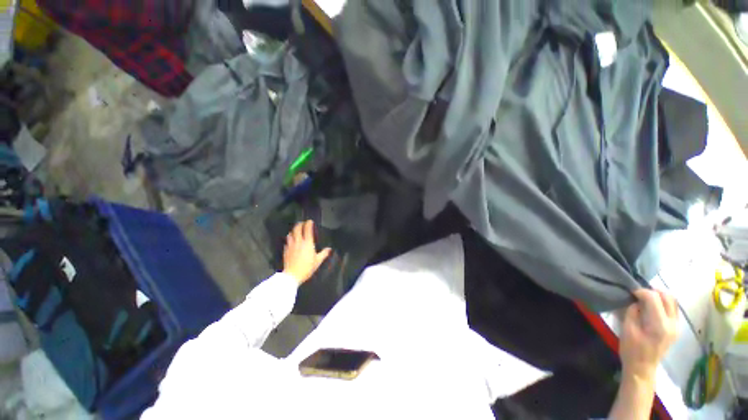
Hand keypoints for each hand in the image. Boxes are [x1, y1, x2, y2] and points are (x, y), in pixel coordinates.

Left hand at [282, 220, 331, 284]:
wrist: (292, 275)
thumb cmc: (306, 268)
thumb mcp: (317, 261)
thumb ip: (323, 254)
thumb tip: (329, 249)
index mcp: (308, 243)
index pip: (307, 230)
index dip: (308, 224)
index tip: (310, 221)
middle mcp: (299, 242)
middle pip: (297, 229)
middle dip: (299, 224)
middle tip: (302, 223)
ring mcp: (291, 246)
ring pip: (290, 234)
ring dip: (293, 231)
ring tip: (296, 230)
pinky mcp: (285, 250)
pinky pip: (287, 241)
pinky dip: (289, 238)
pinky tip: (291, 240)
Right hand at [620, 289, 678, 381]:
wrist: (642, 368)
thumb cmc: (631, 349)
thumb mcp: (627, 329)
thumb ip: (633, 312)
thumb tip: (636, 301)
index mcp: (659, 324)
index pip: (654, 298)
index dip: (641, 292)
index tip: (631, 293)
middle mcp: (672, 323)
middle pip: (667, 297)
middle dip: (652, 292)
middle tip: (639, 295)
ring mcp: (676, 326)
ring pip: (673, 302)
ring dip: (659, 297)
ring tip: (646, 299)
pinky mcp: (675, 328)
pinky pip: (673, 309)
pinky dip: (664, 304)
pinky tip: (653, 308)